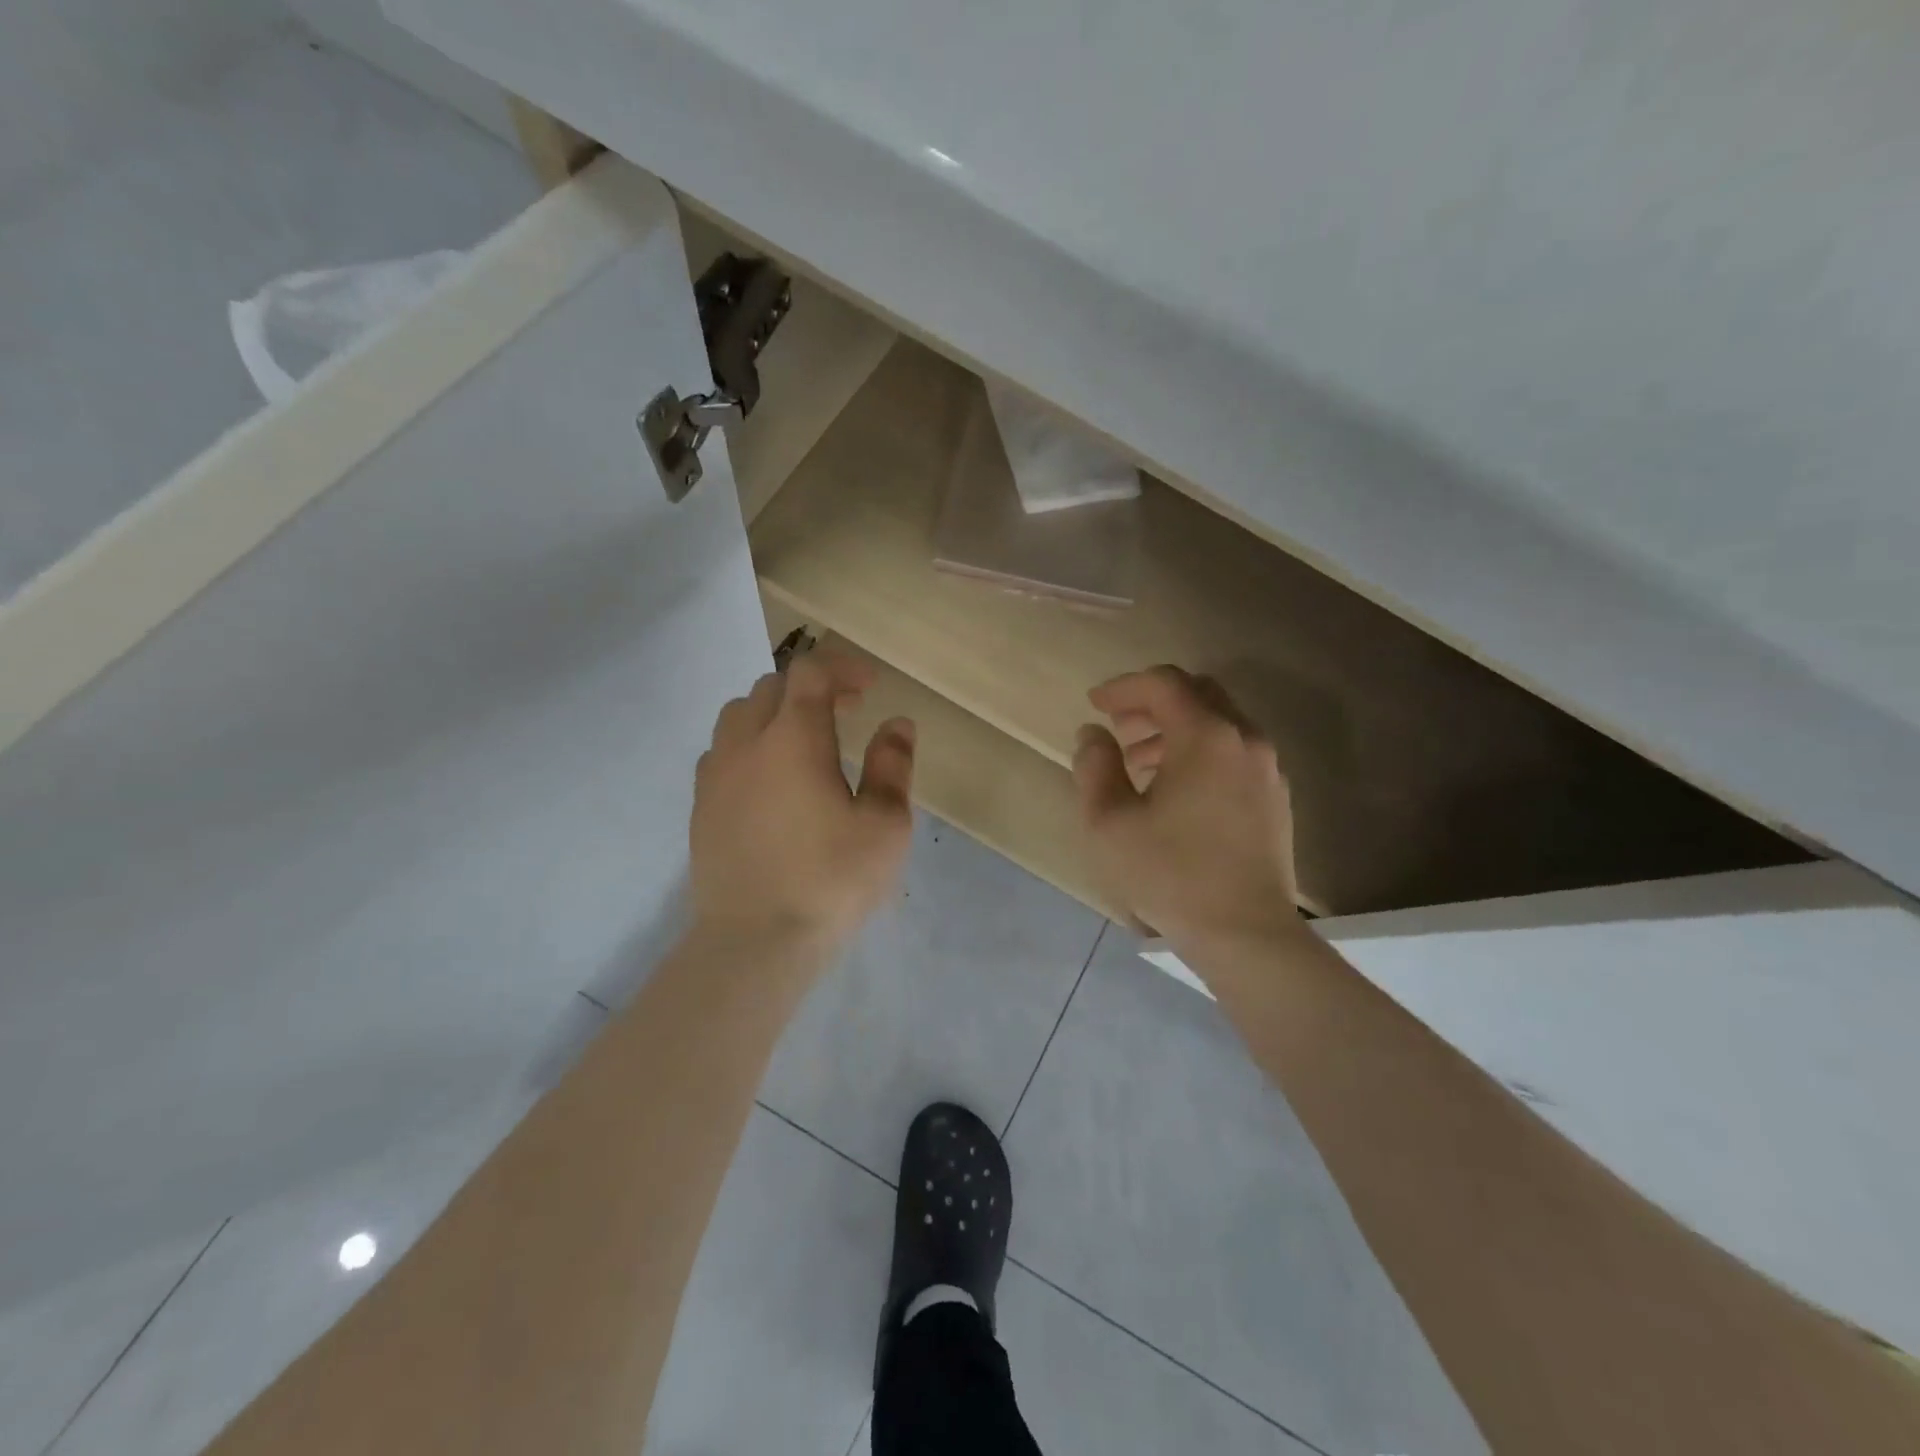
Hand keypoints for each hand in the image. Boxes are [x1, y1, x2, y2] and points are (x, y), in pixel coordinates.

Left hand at [690, 652, 915, 956]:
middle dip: (812, 687)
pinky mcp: (700, 807)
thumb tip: (897, 724)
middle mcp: (747, 744)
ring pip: (738, 714)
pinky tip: (768, 778)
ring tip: (804, 740)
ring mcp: (716, 775)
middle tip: (847, 711)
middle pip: (772, 687)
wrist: (754, 942)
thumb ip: (892, 766)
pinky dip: (748, 744)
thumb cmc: (830, 881)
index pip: (811, 673)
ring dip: (774, 711)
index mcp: (794, 739)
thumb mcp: (884, 825)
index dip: (842, 667)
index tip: (870, 686)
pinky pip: (720, 751)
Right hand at [1073, 666, 1300, 946]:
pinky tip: (1175, 792)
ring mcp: (1267, 769)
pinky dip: (1200, 752)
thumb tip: (1093, 735)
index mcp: (1206, 736)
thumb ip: (1095, 767)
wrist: (1246, 934)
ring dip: (1175, 730)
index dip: (1123, 687)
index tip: (1094, 704)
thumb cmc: (1170, 875)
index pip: (1163, 684)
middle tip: (1118, 727)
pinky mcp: (1275, 798)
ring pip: (1218, 724)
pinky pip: (1234, 753)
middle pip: (1197, 694)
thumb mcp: (1109, 822)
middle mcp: (1245, 739)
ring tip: (1138, 764)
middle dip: (1152, 703)